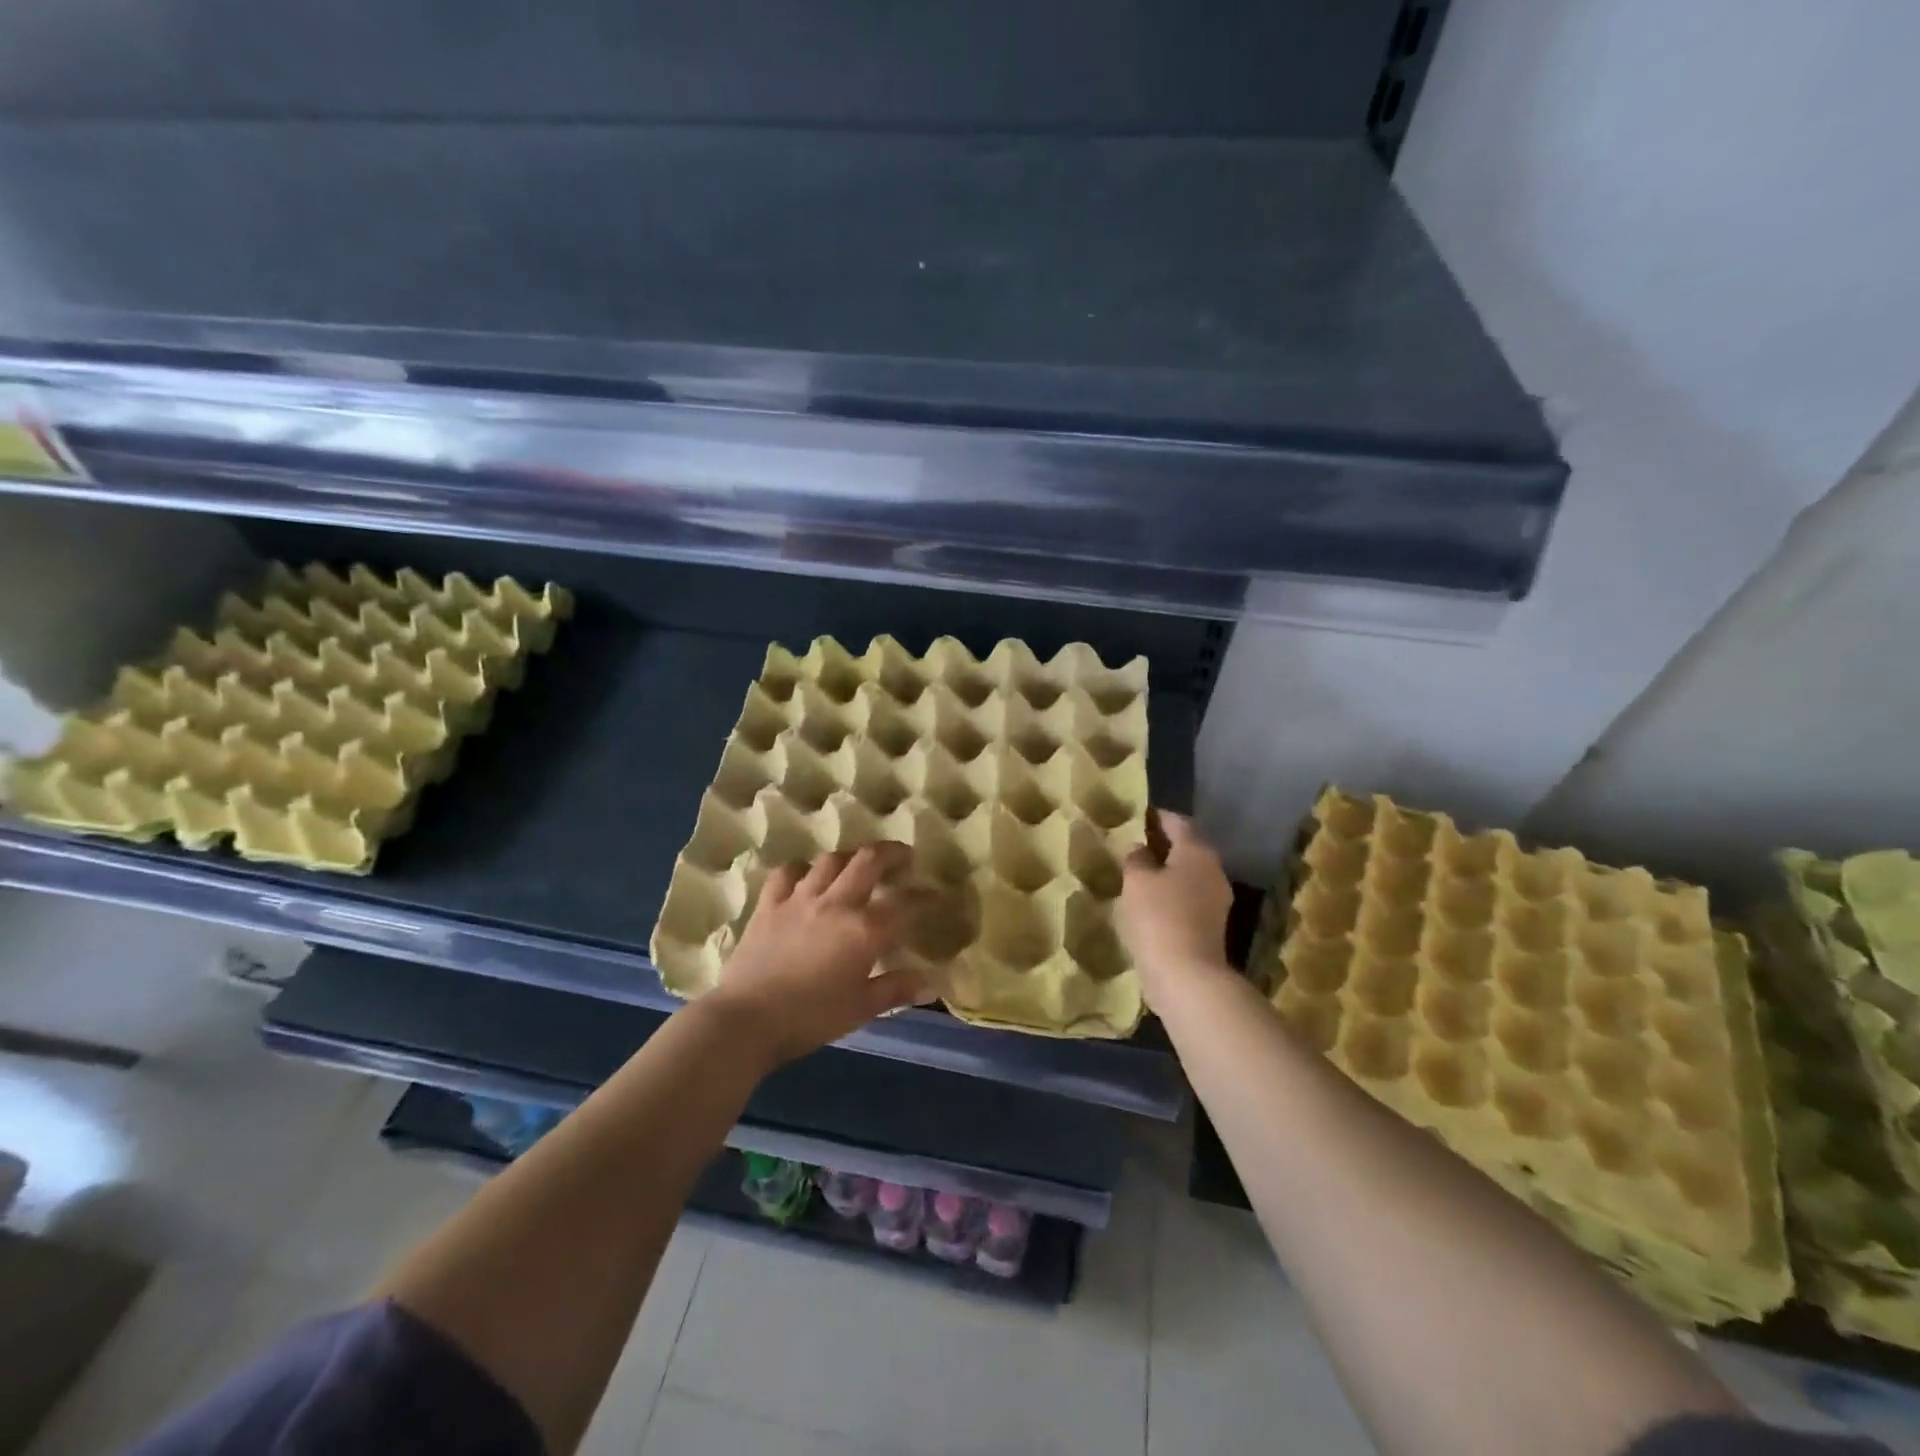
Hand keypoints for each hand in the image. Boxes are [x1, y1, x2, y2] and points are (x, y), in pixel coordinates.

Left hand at [709, 842, 927, 1065]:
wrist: (746, 1020)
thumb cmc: (810, 1019)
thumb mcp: (860, 1009)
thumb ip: (896, 990)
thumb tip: (930, 983)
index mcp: (864, 930)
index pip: (906, 903)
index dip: (928, 897)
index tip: (940, 895)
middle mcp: (836, 903)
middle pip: (869, 860)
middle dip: (893, 853)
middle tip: (904, 858)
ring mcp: (800, 898)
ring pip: (831, 860)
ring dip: (850, 858)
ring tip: (858, 866)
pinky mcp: (769, 904)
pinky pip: (788, 873)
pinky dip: (802, 870)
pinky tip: (806, 877)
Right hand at [1119, 810, 1235, 1006]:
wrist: (1186, 976)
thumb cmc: (1158, 917)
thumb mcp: (1136, 881)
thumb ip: (1136, 859)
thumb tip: (1140, 849)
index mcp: (1197, 851)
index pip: (1178, 822)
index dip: (1157, 816)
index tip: (1138, 814)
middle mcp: (1213, 870)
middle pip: (1187, 848)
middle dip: (1163, 844)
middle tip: (1133, 843)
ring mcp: (1216, 900)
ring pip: (1188, 875)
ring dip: (1166, 871)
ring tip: (1137, 872)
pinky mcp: (1210, 926)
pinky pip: (1187, 899)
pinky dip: (1170, 894)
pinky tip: (1148, 902)